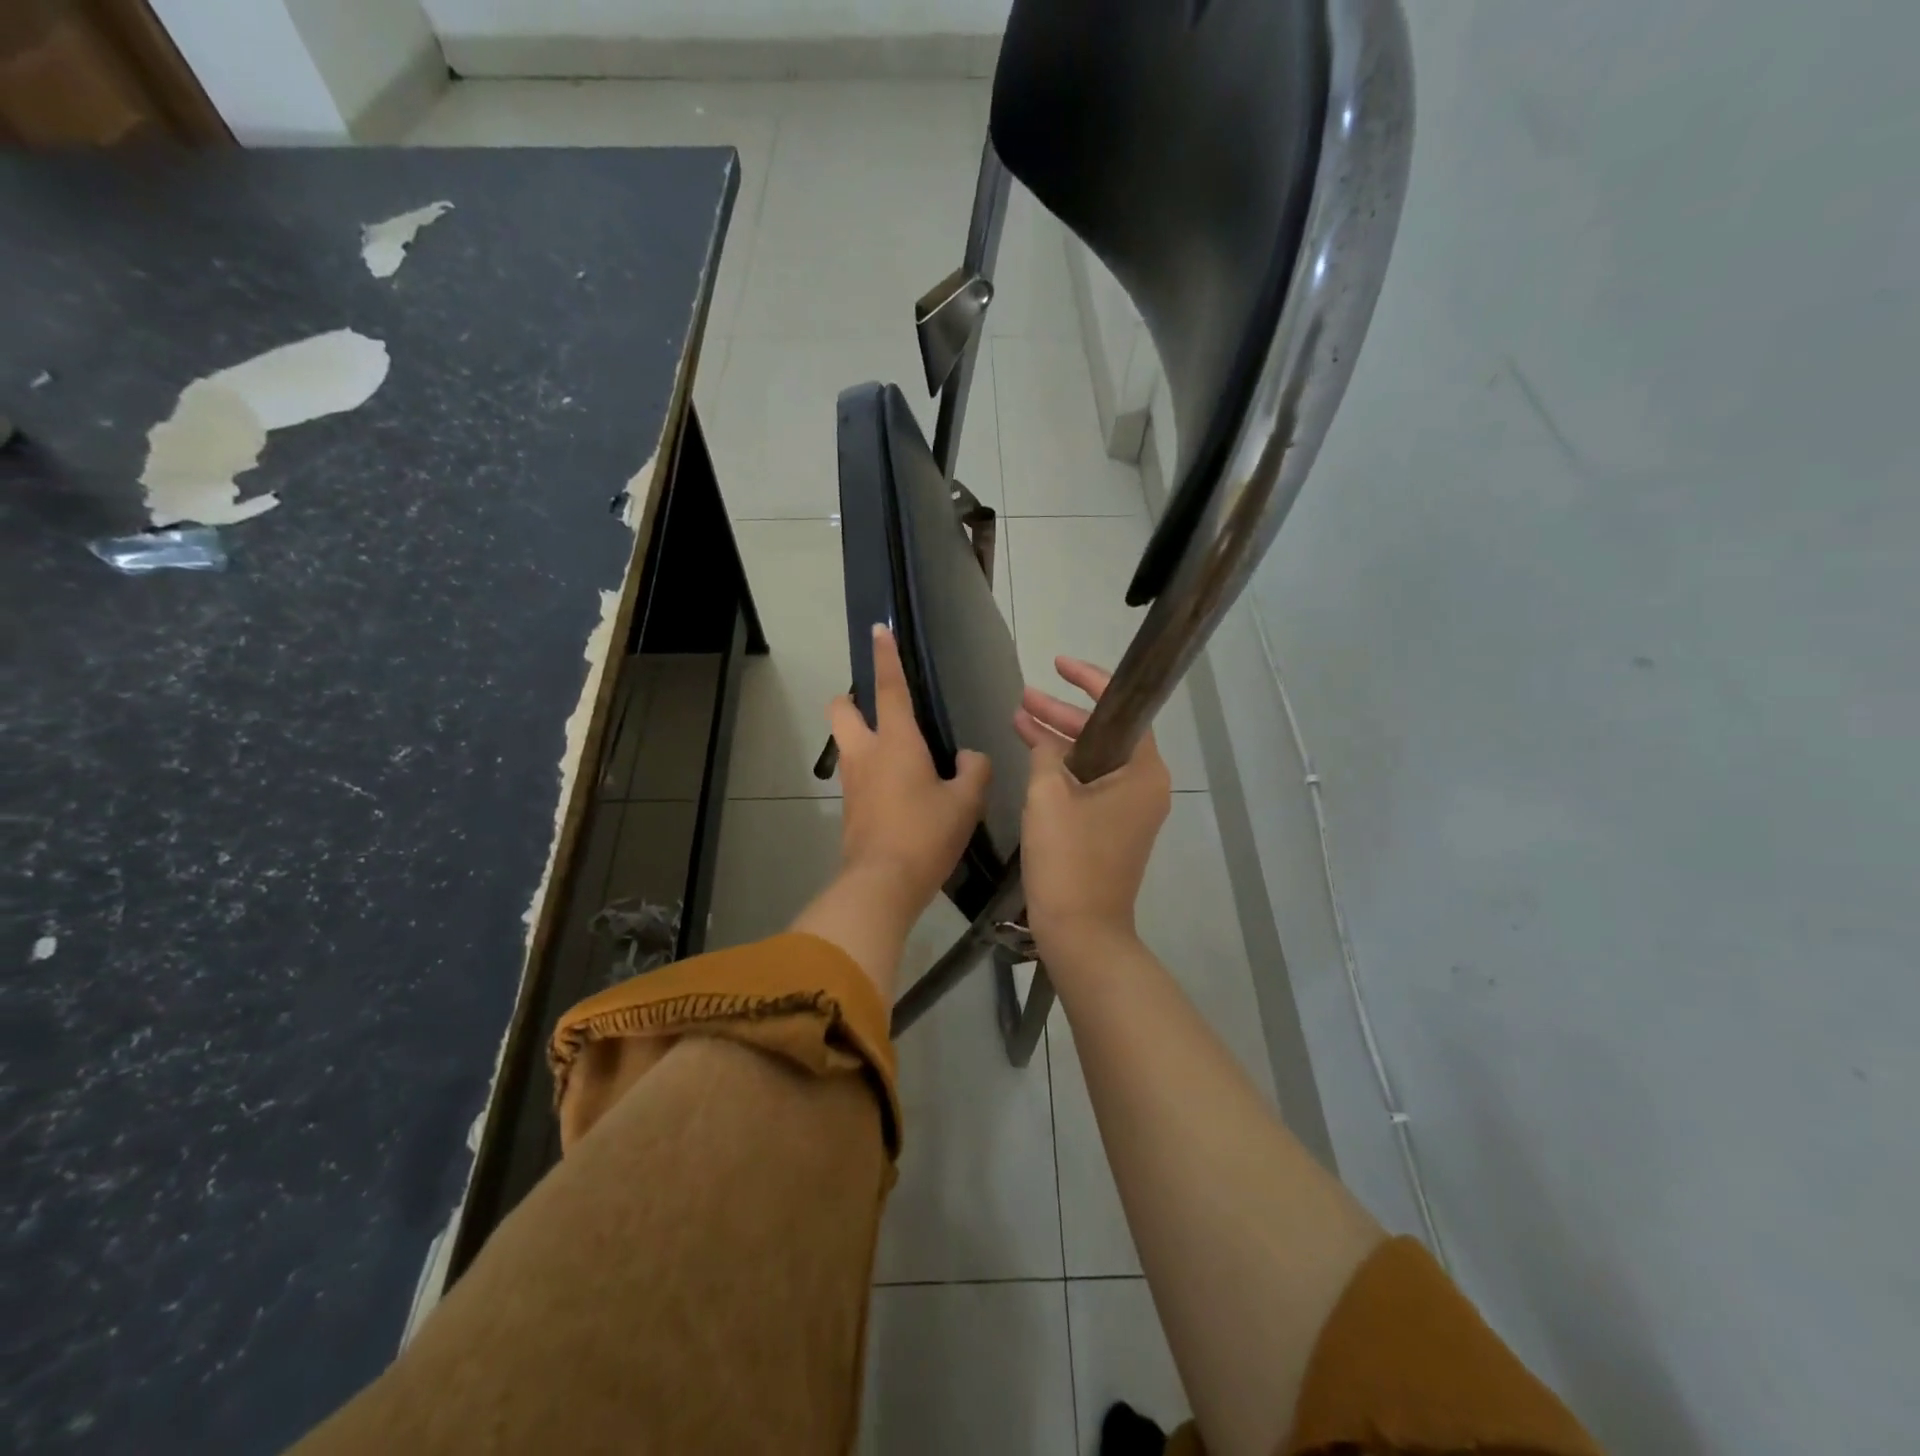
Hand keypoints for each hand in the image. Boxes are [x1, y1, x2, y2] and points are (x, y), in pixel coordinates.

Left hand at [792, 625, 990, 994]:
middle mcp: (866, 753)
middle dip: (851, 699)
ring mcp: (852, 781)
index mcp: (896, 741)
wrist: (882, 884)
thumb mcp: (965, 802)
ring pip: (847, 743)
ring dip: (862, 738)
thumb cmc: (926, 834)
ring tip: (901, 757)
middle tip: (877, 709)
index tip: (877, 629)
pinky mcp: (849, 807)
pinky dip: (872, 771)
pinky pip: (857, 775)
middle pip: (841, 709)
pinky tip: (900, 792)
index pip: (891, 688)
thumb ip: (974, 771)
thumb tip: (970, 758)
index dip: (886, 656)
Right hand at [1014, 657, 1171, 957]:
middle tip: (1024, 698)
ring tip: (1020, 719)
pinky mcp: (1115, 828)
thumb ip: (1046, 754)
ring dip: (1059, 741)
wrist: (1081, 932)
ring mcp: (1132, 809)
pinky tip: (1033, 756)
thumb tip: (1043, 739)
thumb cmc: (1068, 859)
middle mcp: (1146, 785)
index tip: (1058, 664)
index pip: (1121, 709)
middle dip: (1063, 714)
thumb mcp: (1048, 796)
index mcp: (1143, 771)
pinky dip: (1064, 770)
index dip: (1088, 681)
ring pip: (1095, 759)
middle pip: (1104, 734)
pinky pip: (1091, 785)